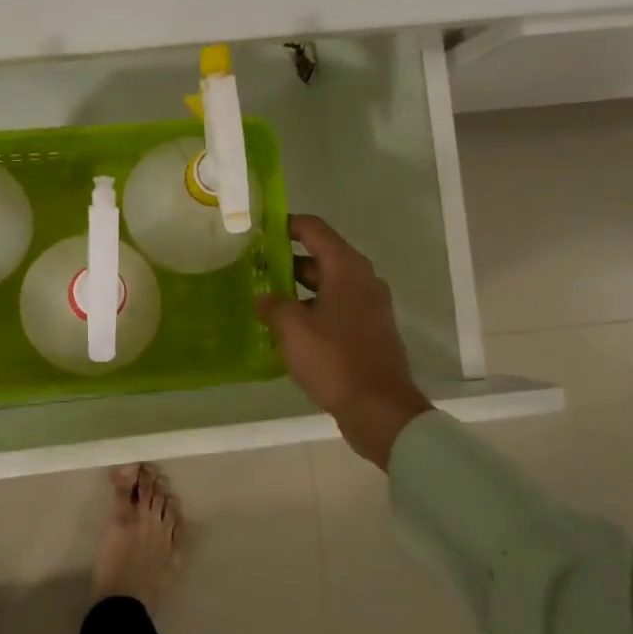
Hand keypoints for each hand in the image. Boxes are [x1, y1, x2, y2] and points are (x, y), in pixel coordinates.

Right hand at [254, 214, 432, 468]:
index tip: (259, 228)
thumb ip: (272, 304)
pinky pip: (335, 308)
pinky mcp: (368, 332)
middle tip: (254, 266)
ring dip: (297, 288)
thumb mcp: (292, 328)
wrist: (378, 408)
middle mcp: (362, 281)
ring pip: (327, 285)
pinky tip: (287, 327)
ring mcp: (369, 307)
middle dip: (287, 260)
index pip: (314, 230)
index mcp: (347, 270)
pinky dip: (312, 309)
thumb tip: (263, 297)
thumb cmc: (334, 359)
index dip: (286, 224)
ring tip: (264, 297)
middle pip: (321, 257)